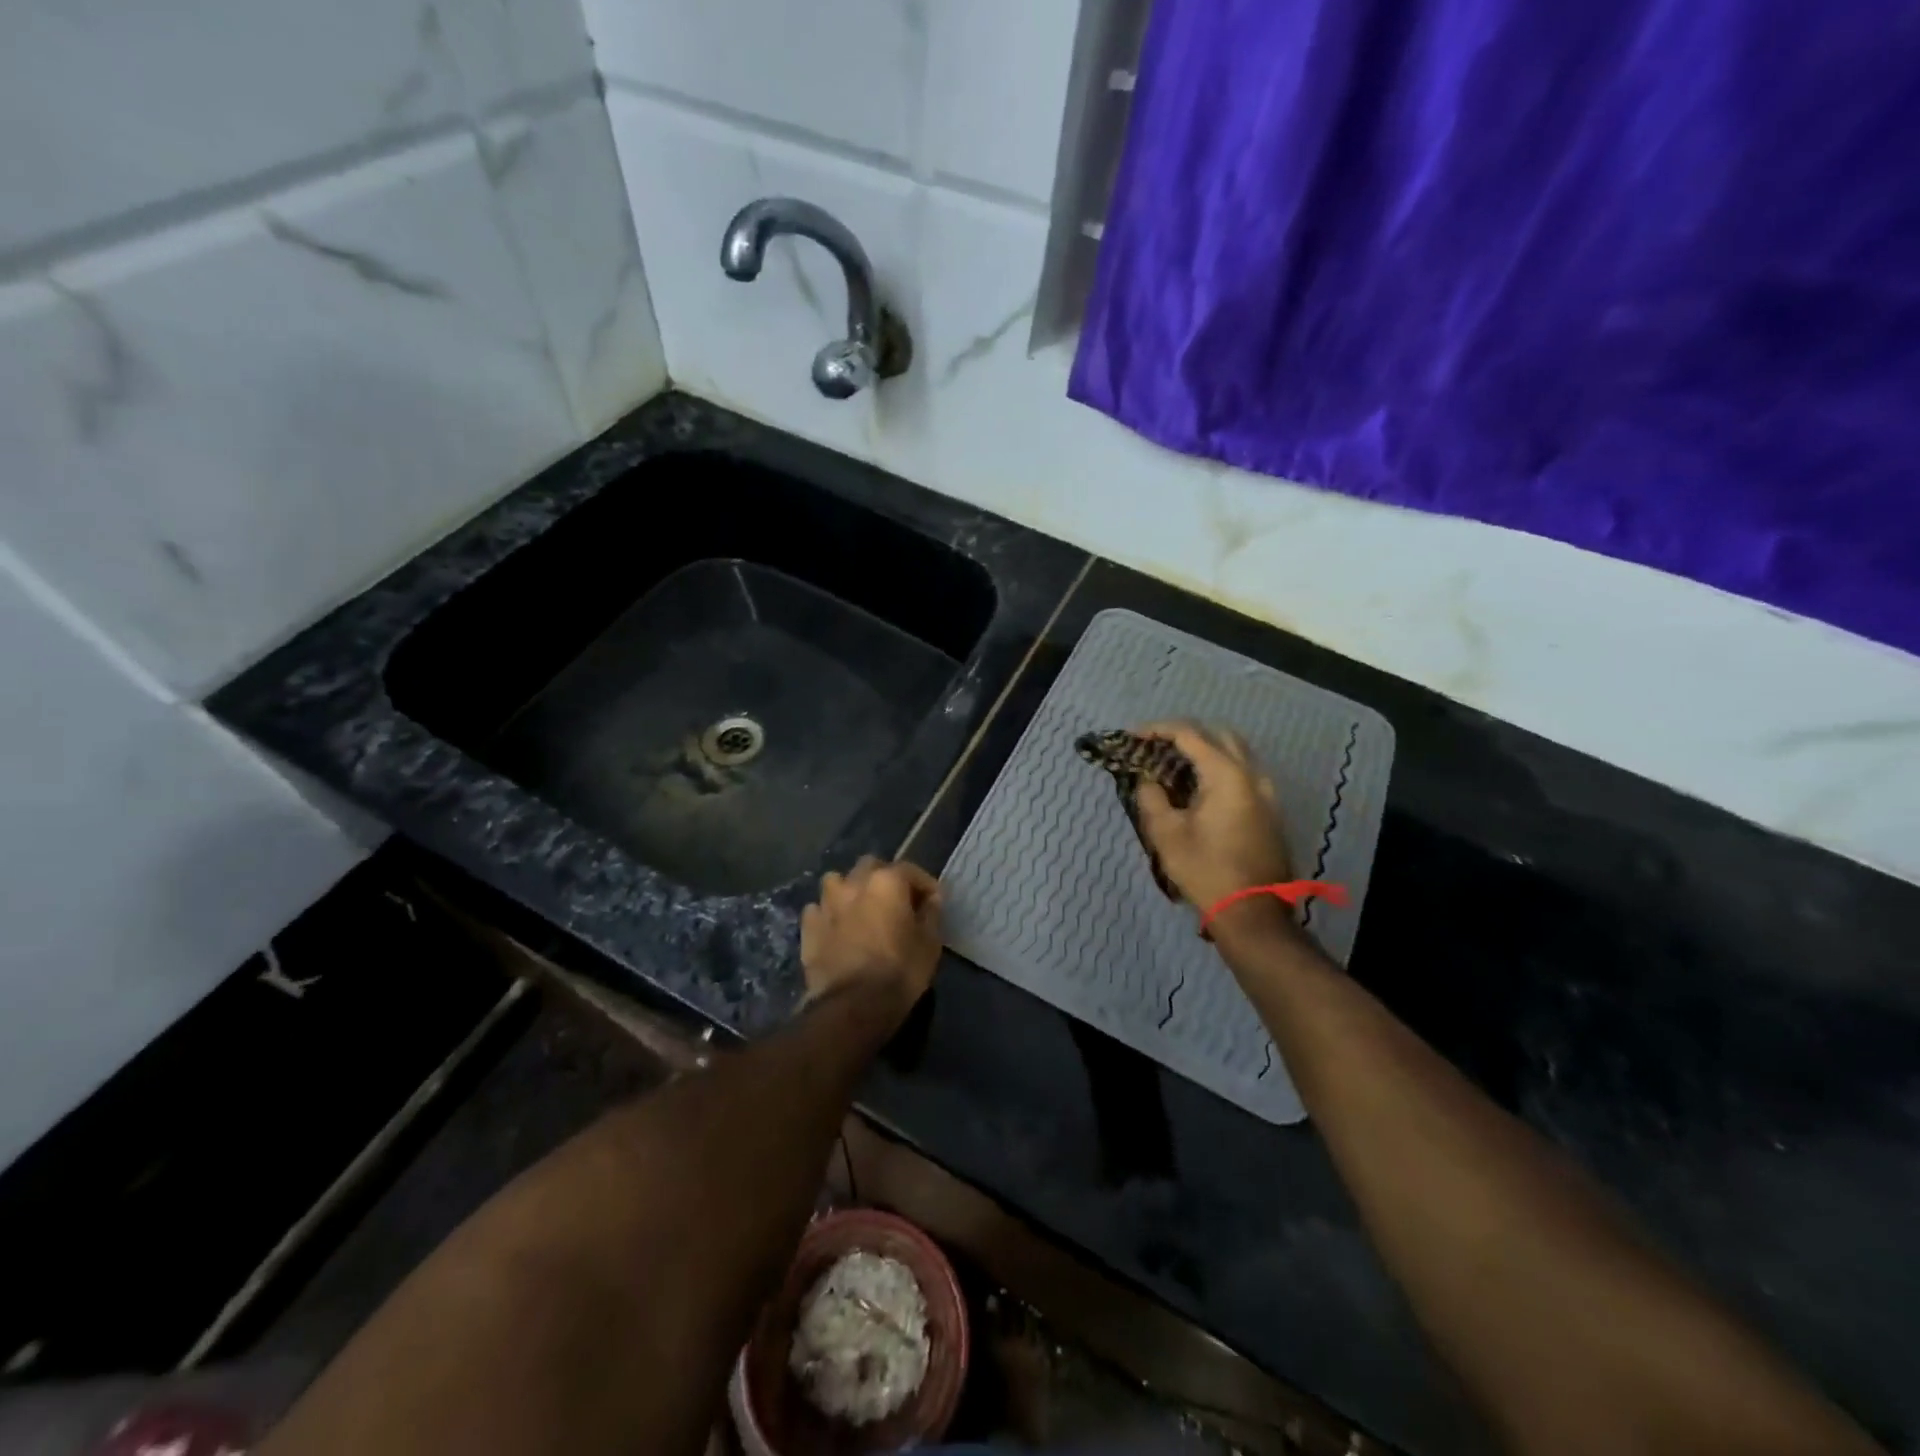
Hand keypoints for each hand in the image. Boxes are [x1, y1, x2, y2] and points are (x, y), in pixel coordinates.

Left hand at [801, 856, 943, 1019]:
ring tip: (860, 910)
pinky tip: (836, 929)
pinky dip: (829, 914)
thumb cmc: (900, 971)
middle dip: (883, 878)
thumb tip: (931, 900)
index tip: (932, 901)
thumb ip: (931, 914)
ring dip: (850, 890)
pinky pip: (818, 909)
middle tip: (895, 902)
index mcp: (886, 881)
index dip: (924, 885)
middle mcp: (854, 883)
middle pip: (870, 867)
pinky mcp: (808, 926)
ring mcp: (826, 903)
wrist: (853, 1005)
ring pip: (837, 882)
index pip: (910, 870)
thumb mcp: (930, 943)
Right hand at [1132, 722, 1292, 912]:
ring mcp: (1266, 792)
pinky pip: (1243, 773)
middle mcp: (1252, 775)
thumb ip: (1152, 797)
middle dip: (1185, 735)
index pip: (1189, 734)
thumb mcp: (1166, 834)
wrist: (1252, 913)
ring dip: (1205, 751)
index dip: (1158, 730)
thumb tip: (1147, 779)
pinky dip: (1219, 768)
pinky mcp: (1269, 810)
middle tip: (1156, 747)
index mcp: (1227, 774)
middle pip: (1218, 735)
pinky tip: (1197, 788)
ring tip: (1174, 766)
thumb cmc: (1206, 870)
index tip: (1133, 737)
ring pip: (1235, 753)